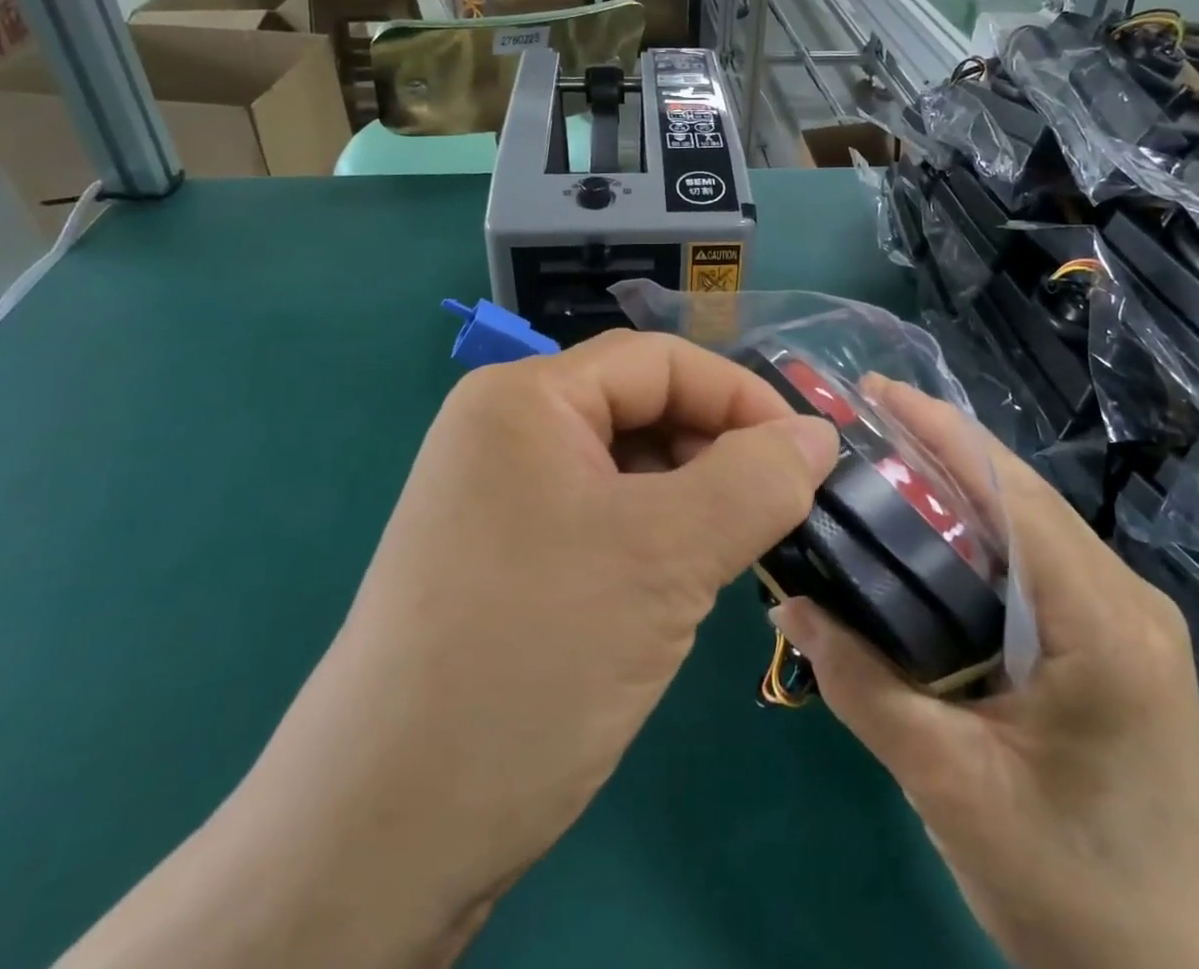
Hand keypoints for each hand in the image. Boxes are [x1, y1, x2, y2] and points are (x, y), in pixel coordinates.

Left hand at [56, 332, 836, 968]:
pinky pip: (601, 518)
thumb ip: (755, 480)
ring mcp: (499, 498)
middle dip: (718, 449)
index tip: (810, 456)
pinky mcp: (504, 558)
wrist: (380, 836)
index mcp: (526, 398)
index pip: (660, 361)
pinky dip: (655, 538)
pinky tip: (679, 587)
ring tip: (734, 553)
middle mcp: (505, 431)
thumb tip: (818, 434)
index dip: (742, 397)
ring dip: (692, 498)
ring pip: (627, 468)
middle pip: (641, 409)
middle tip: (779, 511)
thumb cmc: (531, 659)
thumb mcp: (664, 557)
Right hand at [772, 378, 1198, 968]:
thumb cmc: (1070, 890)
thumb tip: (792, 601)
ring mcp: (1126, 616)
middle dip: (941, 445)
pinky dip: (979, 526)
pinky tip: (928, 528)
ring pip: (1029, 519)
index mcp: (1102, 623)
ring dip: (958, 482)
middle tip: (861, 420)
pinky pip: (1037, 556)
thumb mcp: (951, 788)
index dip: (942, 432)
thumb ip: (865, 687)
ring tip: (882, 458)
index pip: (1013, 493)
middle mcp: (1126, 597)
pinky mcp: (1113, 637)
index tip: (874, 392)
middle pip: (1021, 494)